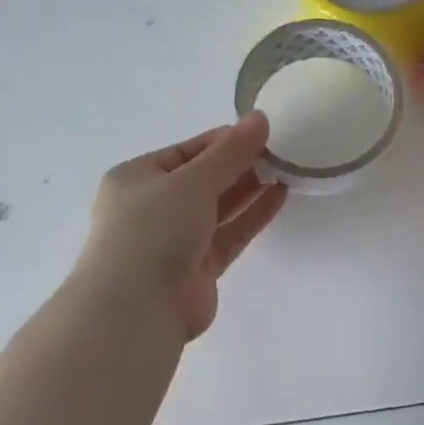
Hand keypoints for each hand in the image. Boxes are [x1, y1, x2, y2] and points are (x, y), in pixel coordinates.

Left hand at [79, 113, 287, 338]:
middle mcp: (153, 206)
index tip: (262, 133)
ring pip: (218, 207)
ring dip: (249, 189)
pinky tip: (279, 197)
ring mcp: (176, 239)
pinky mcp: (198, 267)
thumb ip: (230, 152)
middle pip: (203, 179)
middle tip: (280, 151)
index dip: (223, 141)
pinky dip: (252, 216)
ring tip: (286, 170)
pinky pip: (229, 233)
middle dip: (239, 165)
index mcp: (137, 178)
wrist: (137, 306)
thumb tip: (260, 118)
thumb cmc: (154, 229)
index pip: (186, 151)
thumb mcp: (192, 181)